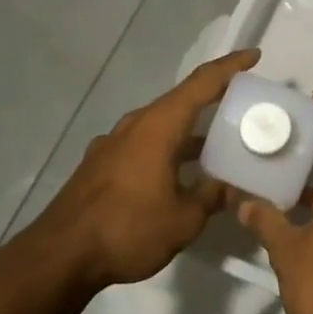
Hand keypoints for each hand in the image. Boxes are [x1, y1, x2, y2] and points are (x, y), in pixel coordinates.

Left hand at [23, 48, 259, 288]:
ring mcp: (114, 144)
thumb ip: (213, 196)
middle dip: (213, 99)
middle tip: (243, 106)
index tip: (254, 56)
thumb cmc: (128, 229)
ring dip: (190, 129)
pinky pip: (144, 144)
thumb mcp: (184, 218)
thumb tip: (237, 187)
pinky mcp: (101, 165)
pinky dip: (168, 148)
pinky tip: (179, 173)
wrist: (59, 257)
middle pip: (181, 100)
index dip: (230, 66)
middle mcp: (136, 125)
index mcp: (159, 126)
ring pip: (161, 125)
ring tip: (218, 143)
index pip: (202, 83)